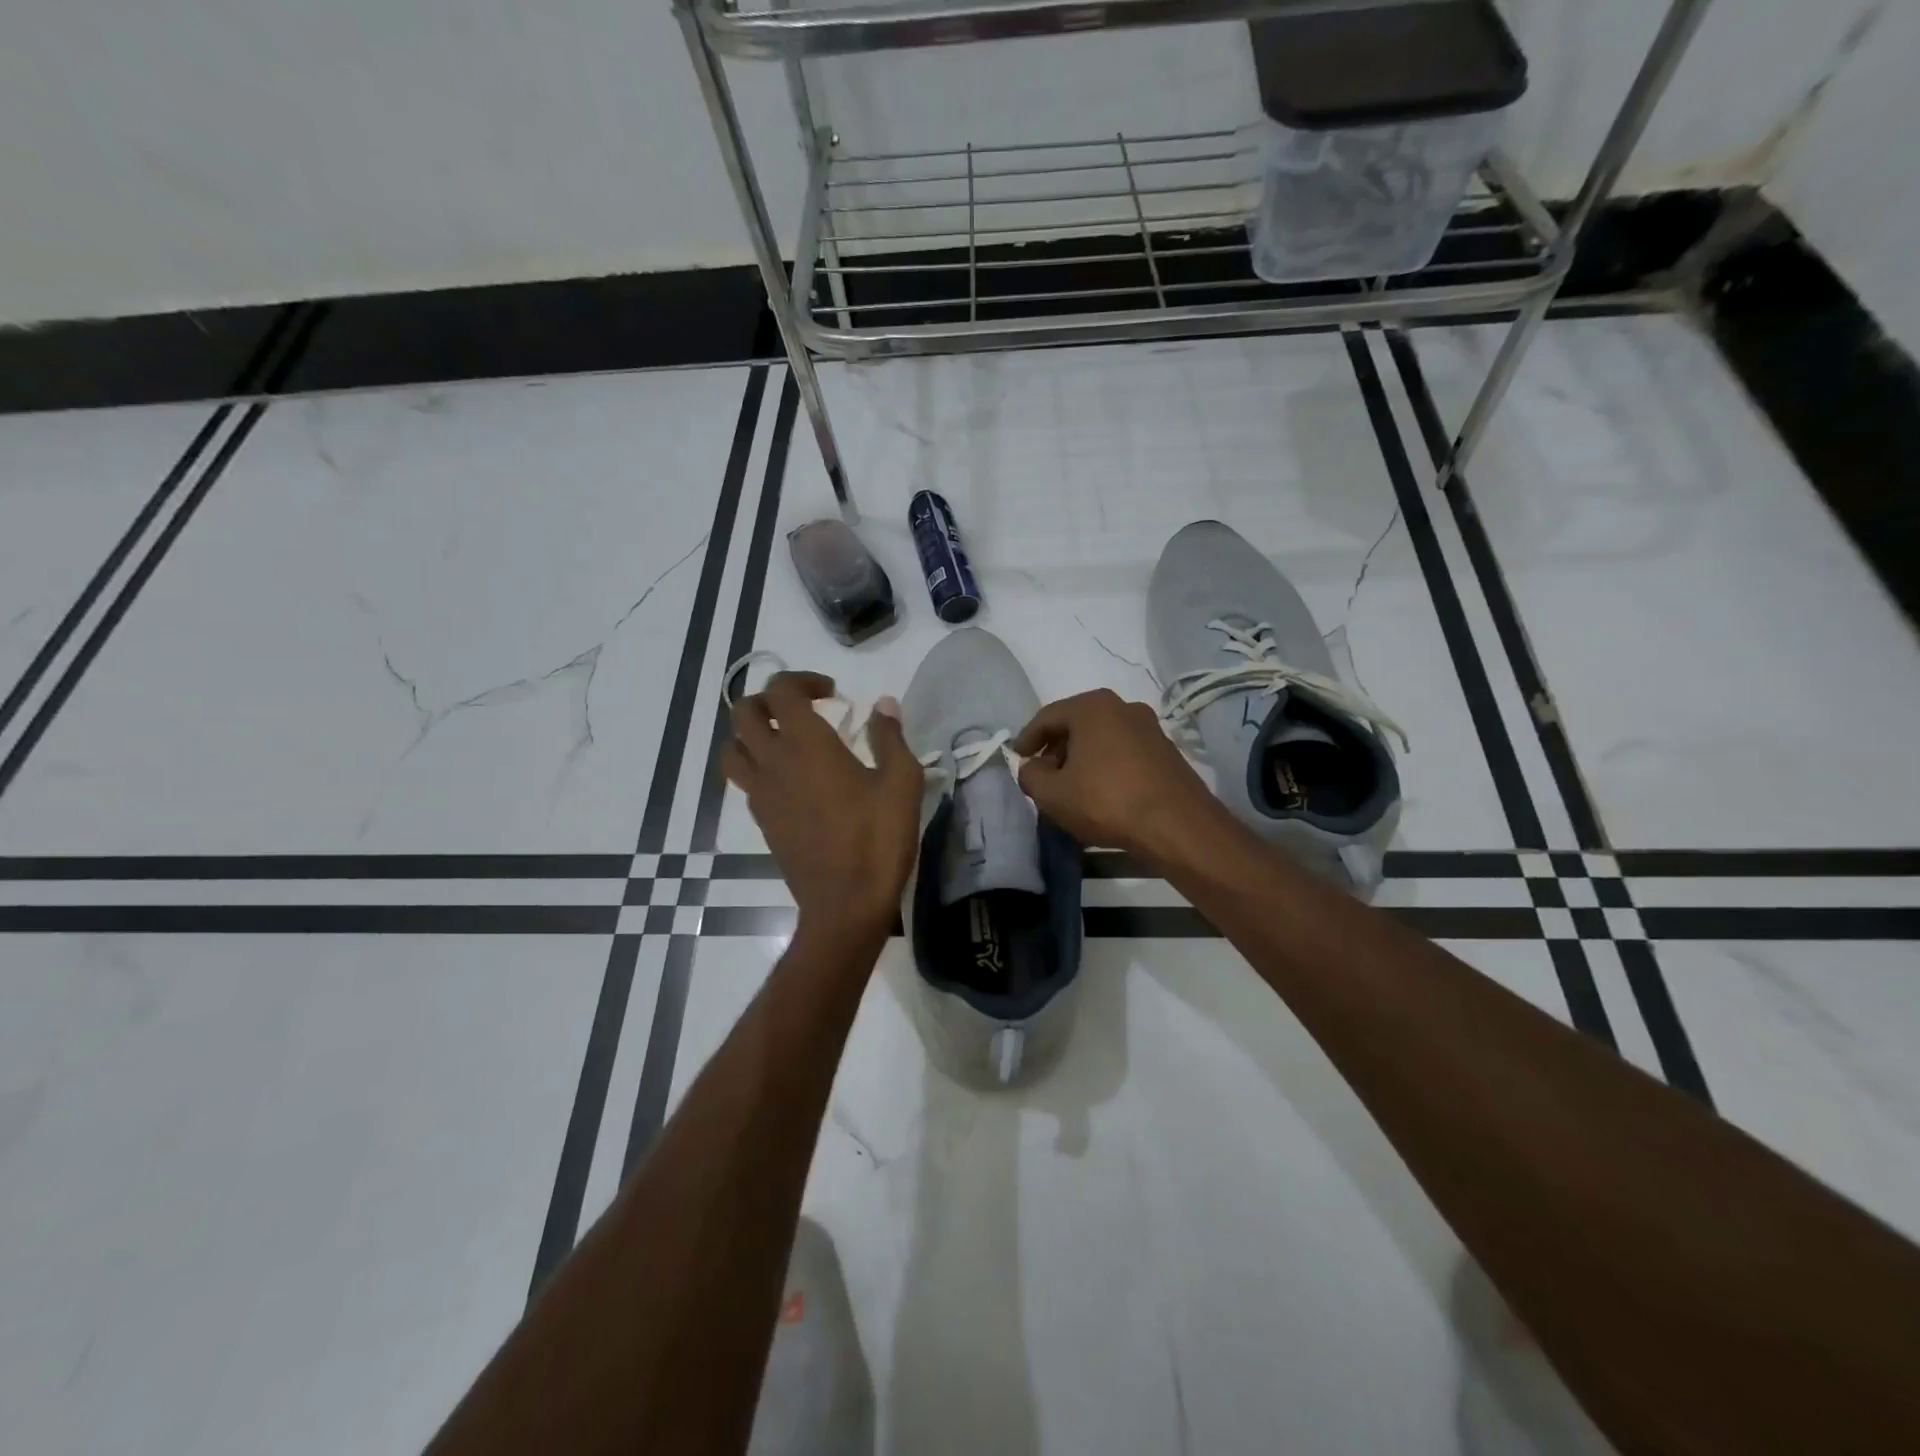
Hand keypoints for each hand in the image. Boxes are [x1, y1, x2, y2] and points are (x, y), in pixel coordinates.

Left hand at [720, 672, 923, 940]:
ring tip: (785, 740)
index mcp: (807, 744)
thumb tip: (884, 704)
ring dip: (752, 733)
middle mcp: (774, 762)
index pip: (782, 690)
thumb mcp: (901, 783)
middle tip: (803, 709)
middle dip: (769, 700)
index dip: (803, 680)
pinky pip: (745, 781)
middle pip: (744, 713)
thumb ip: (890, 737)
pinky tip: (791, 781)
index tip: (832, 692)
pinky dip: (759, 767)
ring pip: (733, 748)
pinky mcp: (762, 821)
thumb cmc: (877, 839)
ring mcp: (762, 794)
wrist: (845, 904)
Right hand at [1012, 689, 1225, 868]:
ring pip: (1101, 738)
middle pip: (1076, 724)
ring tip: (1071, 787)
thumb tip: (1031, 768)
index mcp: (1092, 706)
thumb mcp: (1052, 794)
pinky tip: (1102, 792)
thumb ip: (1030, 775)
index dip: (1026, 740)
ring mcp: (1149, 727)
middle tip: (1043, 776)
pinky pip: (1123, 751)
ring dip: (1082, 758)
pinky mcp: (1166, 750)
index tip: (1017, 760)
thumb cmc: (1107, 801)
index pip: (1046, 717)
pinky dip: (1106, 765)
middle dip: (1055, 749)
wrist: (1177, 826)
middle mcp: (1123, 706)